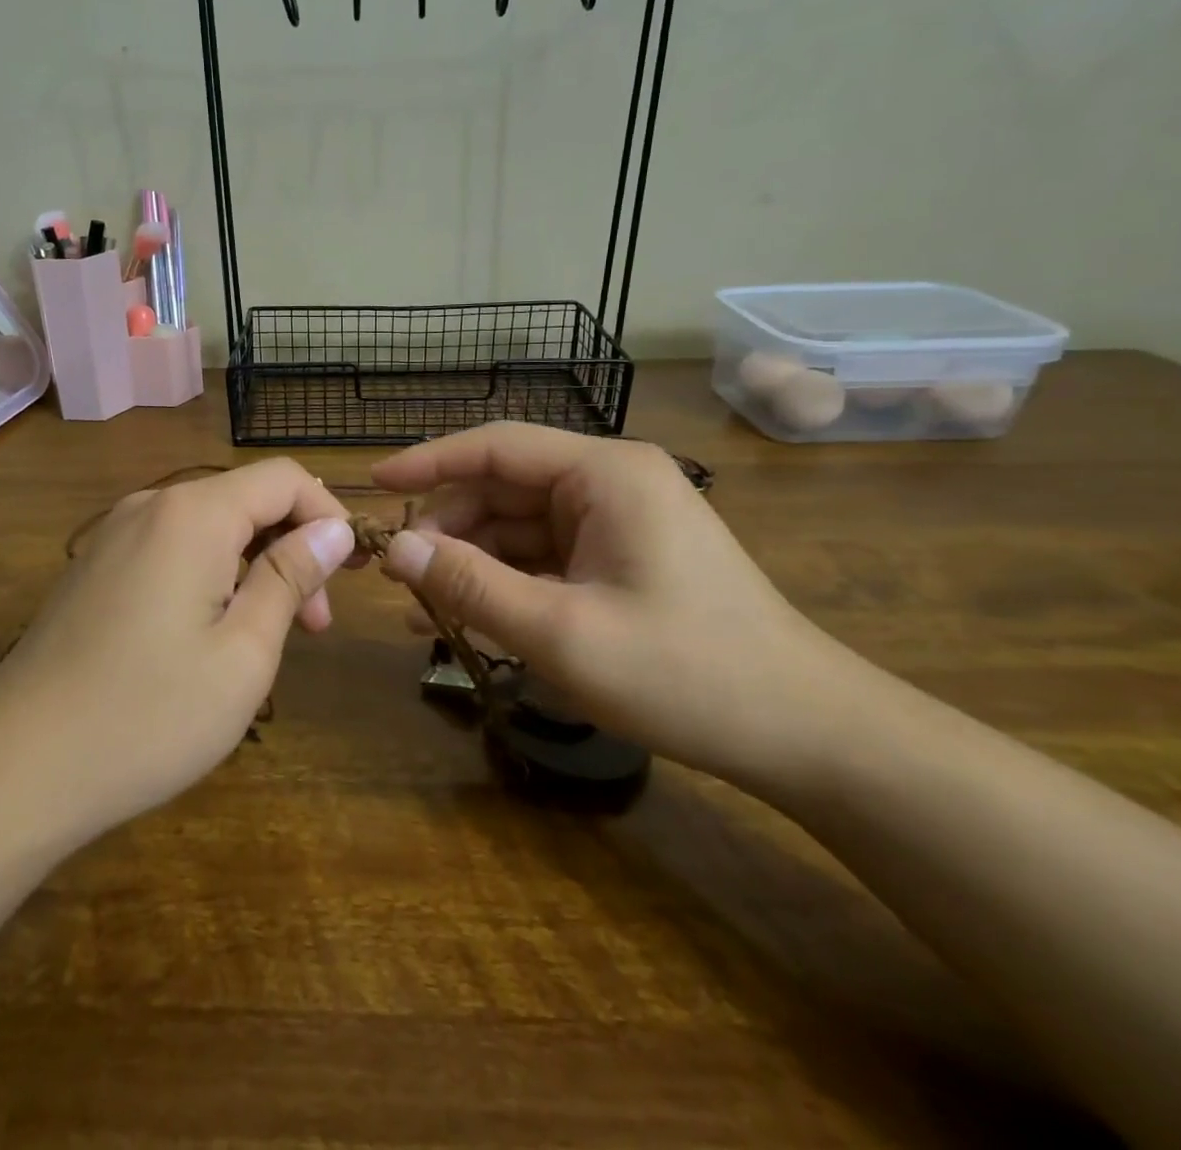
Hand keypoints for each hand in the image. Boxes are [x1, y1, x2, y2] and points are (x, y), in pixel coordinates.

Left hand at [0, 460, 356, 845]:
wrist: (16, 767)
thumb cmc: (149, 714)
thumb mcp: (245, 651)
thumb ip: (290, 576)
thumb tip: (333, 527)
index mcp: (193, 514)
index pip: (284, 478)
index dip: (329, 514)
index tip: (350, 574)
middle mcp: (151, 507)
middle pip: (245, 499)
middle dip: (292, 548)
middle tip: (314, 625)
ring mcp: (114, 536)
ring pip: (209, 528)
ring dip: (252, 567)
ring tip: (266, 639)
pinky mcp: (94, 569)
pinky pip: (171, 550)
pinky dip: (210, 576)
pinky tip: (209, 636)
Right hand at [372, 422, 858, 794]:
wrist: (806, 734)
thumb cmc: (686, 674)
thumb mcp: (561, 632)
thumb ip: (470, 584)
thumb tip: (393, 548)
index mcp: (605, 474)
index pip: (496, 446)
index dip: (428, 461)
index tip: (373, 484)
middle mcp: (610, 483)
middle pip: (503, 488)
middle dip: (448, 528)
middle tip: (398, 575)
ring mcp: (618, 522)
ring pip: (519, 526)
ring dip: (472, 562)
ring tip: (423, 608)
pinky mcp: (620, 559)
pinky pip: (544, 557)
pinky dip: (505, 582)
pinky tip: (468, 619)